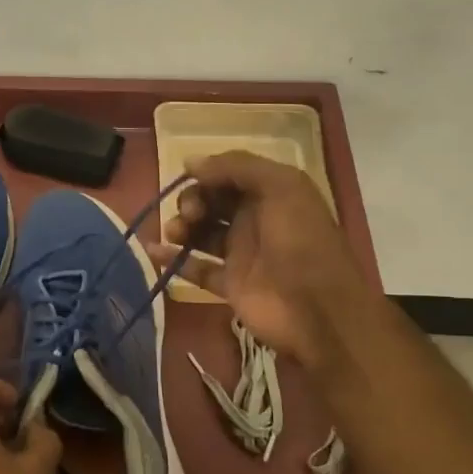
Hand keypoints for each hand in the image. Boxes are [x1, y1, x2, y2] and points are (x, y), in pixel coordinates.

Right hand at [149, 150, 370, 366]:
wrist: (319, 311)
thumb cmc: (302, 241)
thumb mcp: (281, 187)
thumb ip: (236, 167)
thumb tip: (191, 162)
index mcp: (272, 193)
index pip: (230, 174)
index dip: (207, 173)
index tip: (188, 177)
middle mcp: (255, 219)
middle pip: (212, 201)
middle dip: (193, 200)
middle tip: (190, 213)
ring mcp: (241, 253)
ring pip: (201, 232)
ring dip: (181, 226)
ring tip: (174, 232)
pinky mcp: (229, 285)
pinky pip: (195, 267)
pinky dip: (173, 259)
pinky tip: (153, 251)